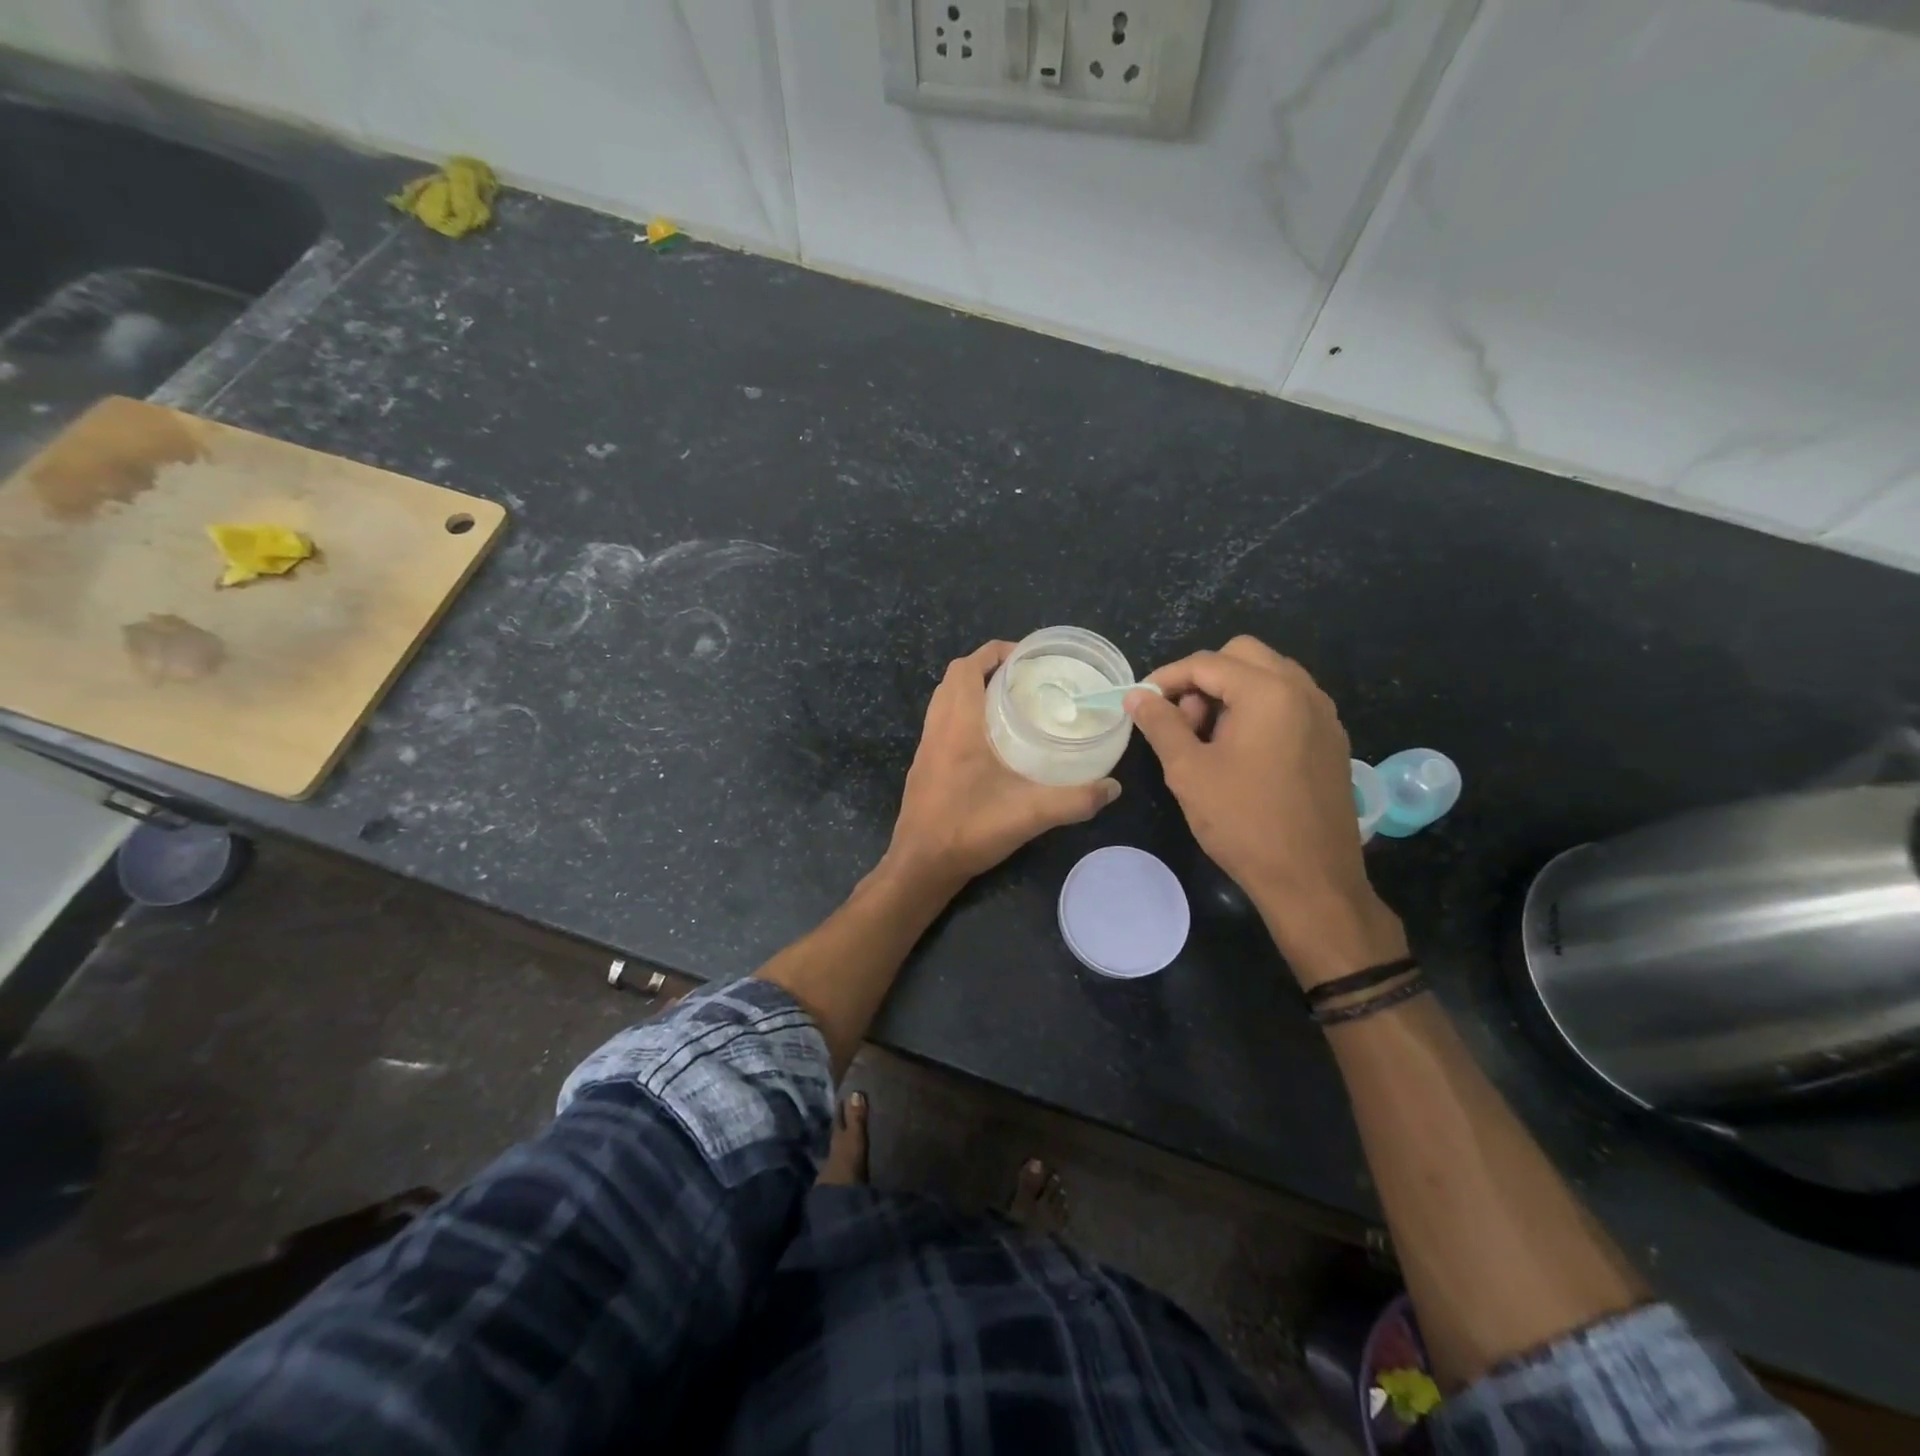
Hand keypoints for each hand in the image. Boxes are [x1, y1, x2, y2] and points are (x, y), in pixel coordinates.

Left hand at [886, 641, 1119, 893]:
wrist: (921, 864)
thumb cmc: (969, 829)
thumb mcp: (1030, 814)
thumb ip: (1075, 800)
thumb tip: (1113, 787)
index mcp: (958, 725)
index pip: (967, 667)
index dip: (994, 653)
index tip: (1027, 657)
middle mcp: (938, 727)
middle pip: (954, 677)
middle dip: (986, 667)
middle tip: (1024, 678)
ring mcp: (927, 746)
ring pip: (945, 699)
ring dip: (972, 689)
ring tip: (1011, 702)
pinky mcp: (924, 764)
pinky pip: (942, 721)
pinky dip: (963, 713)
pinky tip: (991, 739)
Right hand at [1126, 636, 1405, 986]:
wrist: (1312, 880)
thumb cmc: (1244, 823)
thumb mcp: (1188, 771)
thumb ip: (1160, 724)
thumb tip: (1137, 695)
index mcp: (1269, 692)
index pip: (1206, 663)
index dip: (1166, 678)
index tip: (1142, 704)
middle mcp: (1303, 691)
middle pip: (1242, 656)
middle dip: (1203, 679)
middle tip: (1183, 722)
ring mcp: (1323, 715)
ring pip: (1268, 677)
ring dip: (1231, 693)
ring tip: (1208, 740)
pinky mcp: (1331, 740)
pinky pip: (1288, 703)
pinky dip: (1257, 710)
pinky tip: (1241, 752)